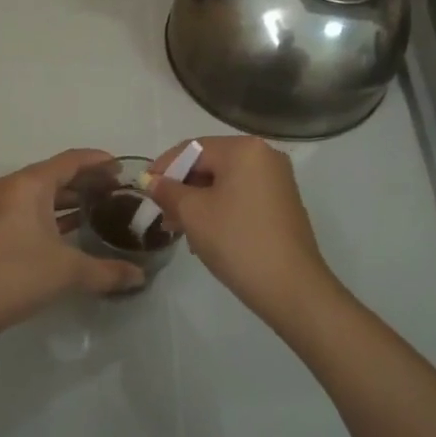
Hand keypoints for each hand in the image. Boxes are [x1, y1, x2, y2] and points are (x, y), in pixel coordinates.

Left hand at [0, 148, 147, 351]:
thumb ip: (107, 271)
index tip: (124, 168)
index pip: (70, 161)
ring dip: (71, 198)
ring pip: (43, 193)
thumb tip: (140, 276)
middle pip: (56, 174)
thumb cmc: (16, 276)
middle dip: (88, 181)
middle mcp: (12, 188)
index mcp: (29, 185)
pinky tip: (75, 228)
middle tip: (119, 191)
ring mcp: (0, 208)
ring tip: (103, 208)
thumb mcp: (68, 271)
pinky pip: (32, 209)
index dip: (99, 161)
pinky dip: (55, 213)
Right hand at [147, 135, 343, 327]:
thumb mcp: (192, 213)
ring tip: (179, 229)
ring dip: (198, 201)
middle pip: (210, 163)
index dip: (164, 167)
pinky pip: (241, 197)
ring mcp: (277, 181)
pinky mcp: (282, 205)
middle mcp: (265, 156)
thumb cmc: (237, 241)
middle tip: (161, 213)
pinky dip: (219, 209)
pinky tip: (205, 235)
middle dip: (181, 187)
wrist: (291, 287)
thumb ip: (168, 191)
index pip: (192, 148)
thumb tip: (152, 181)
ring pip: (224, 183)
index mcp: (244, 149)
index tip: (143, 189)